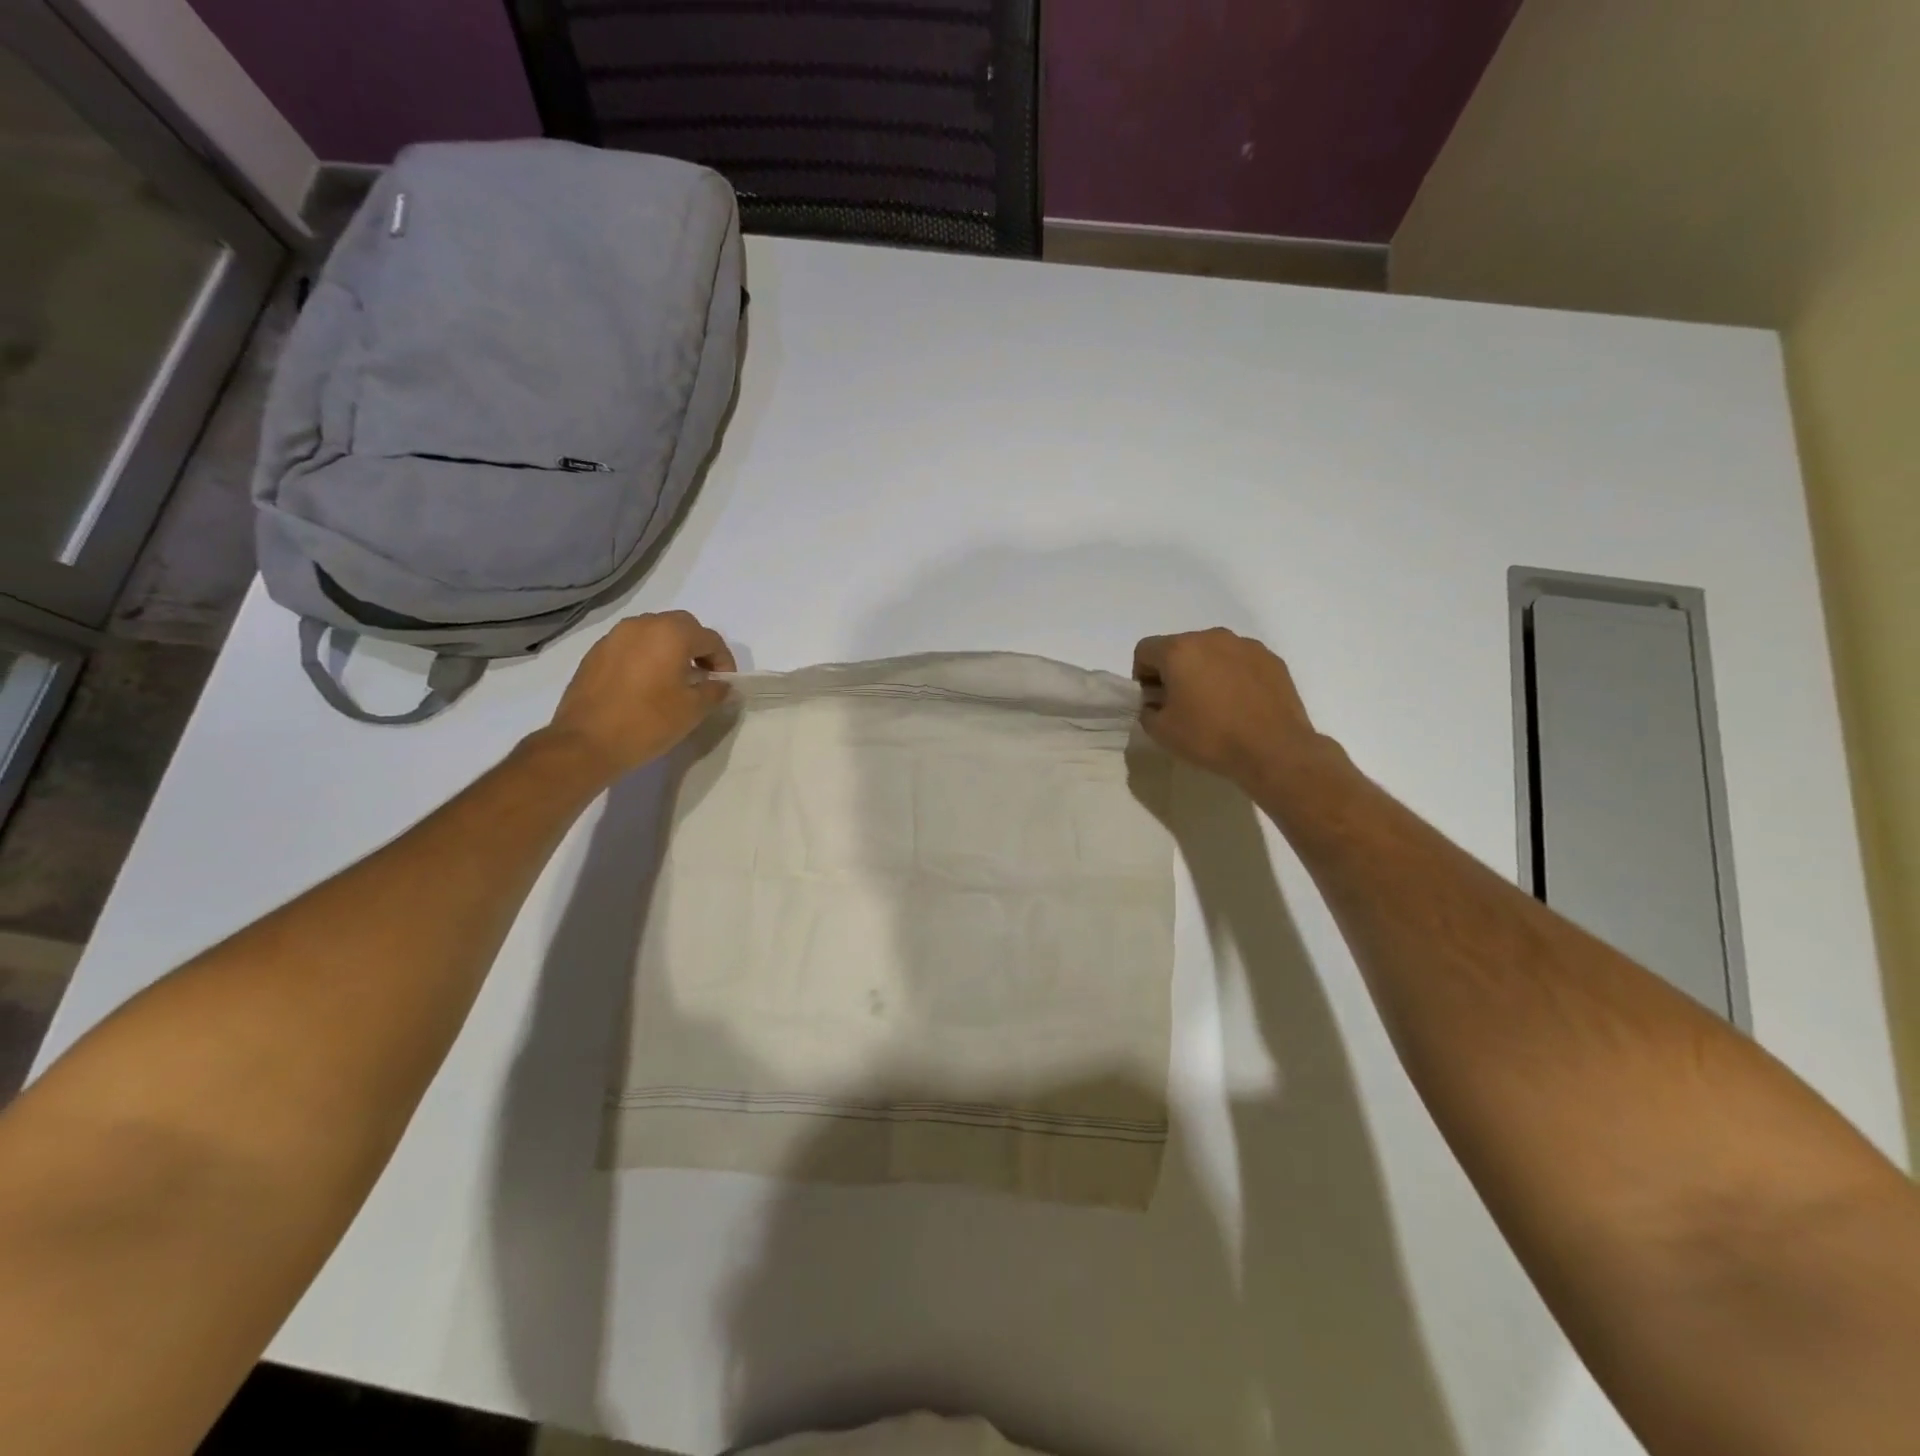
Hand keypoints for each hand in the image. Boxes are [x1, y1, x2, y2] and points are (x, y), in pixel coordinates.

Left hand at [547, 611, 735, 778]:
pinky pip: (631, 645)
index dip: (724, 661)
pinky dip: (646, 656)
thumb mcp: (693, 710)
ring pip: (654, 632)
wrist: (586, 742)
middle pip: (682, 626)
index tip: (725, 684)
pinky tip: (646, 684)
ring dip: (671, 649)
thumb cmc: (648, 722)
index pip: (710, 639)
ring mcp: (615, 636)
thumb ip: (714, 691)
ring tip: (674, 679)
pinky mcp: (596, 652)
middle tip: (703, 676)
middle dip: (698, 648)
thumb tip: (722, 685)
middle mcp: (643, 625)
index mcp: (671, 634)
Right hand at [1134, 629, 1324, 790]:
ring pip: (1211, 652)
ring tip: (1215, 705)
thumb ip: (1147, 711)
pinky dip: (1233, 676)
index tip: (1154, 701)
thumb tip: (1156, 704)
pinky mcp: (1271, 659)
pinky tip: (1241, 705)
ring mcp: (1245, 645)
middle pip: (1179, 647)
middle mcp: (1211, 637)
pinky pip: (1239, 661)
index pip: (1145, 650)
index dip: (1142, 676)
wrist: (1275, 750)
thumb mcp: (1162, 732)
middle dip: (1174, 672)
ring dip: (1204, 671)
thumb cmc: (1210, 737)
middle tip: (1182, 705)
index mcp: (1179, 651)